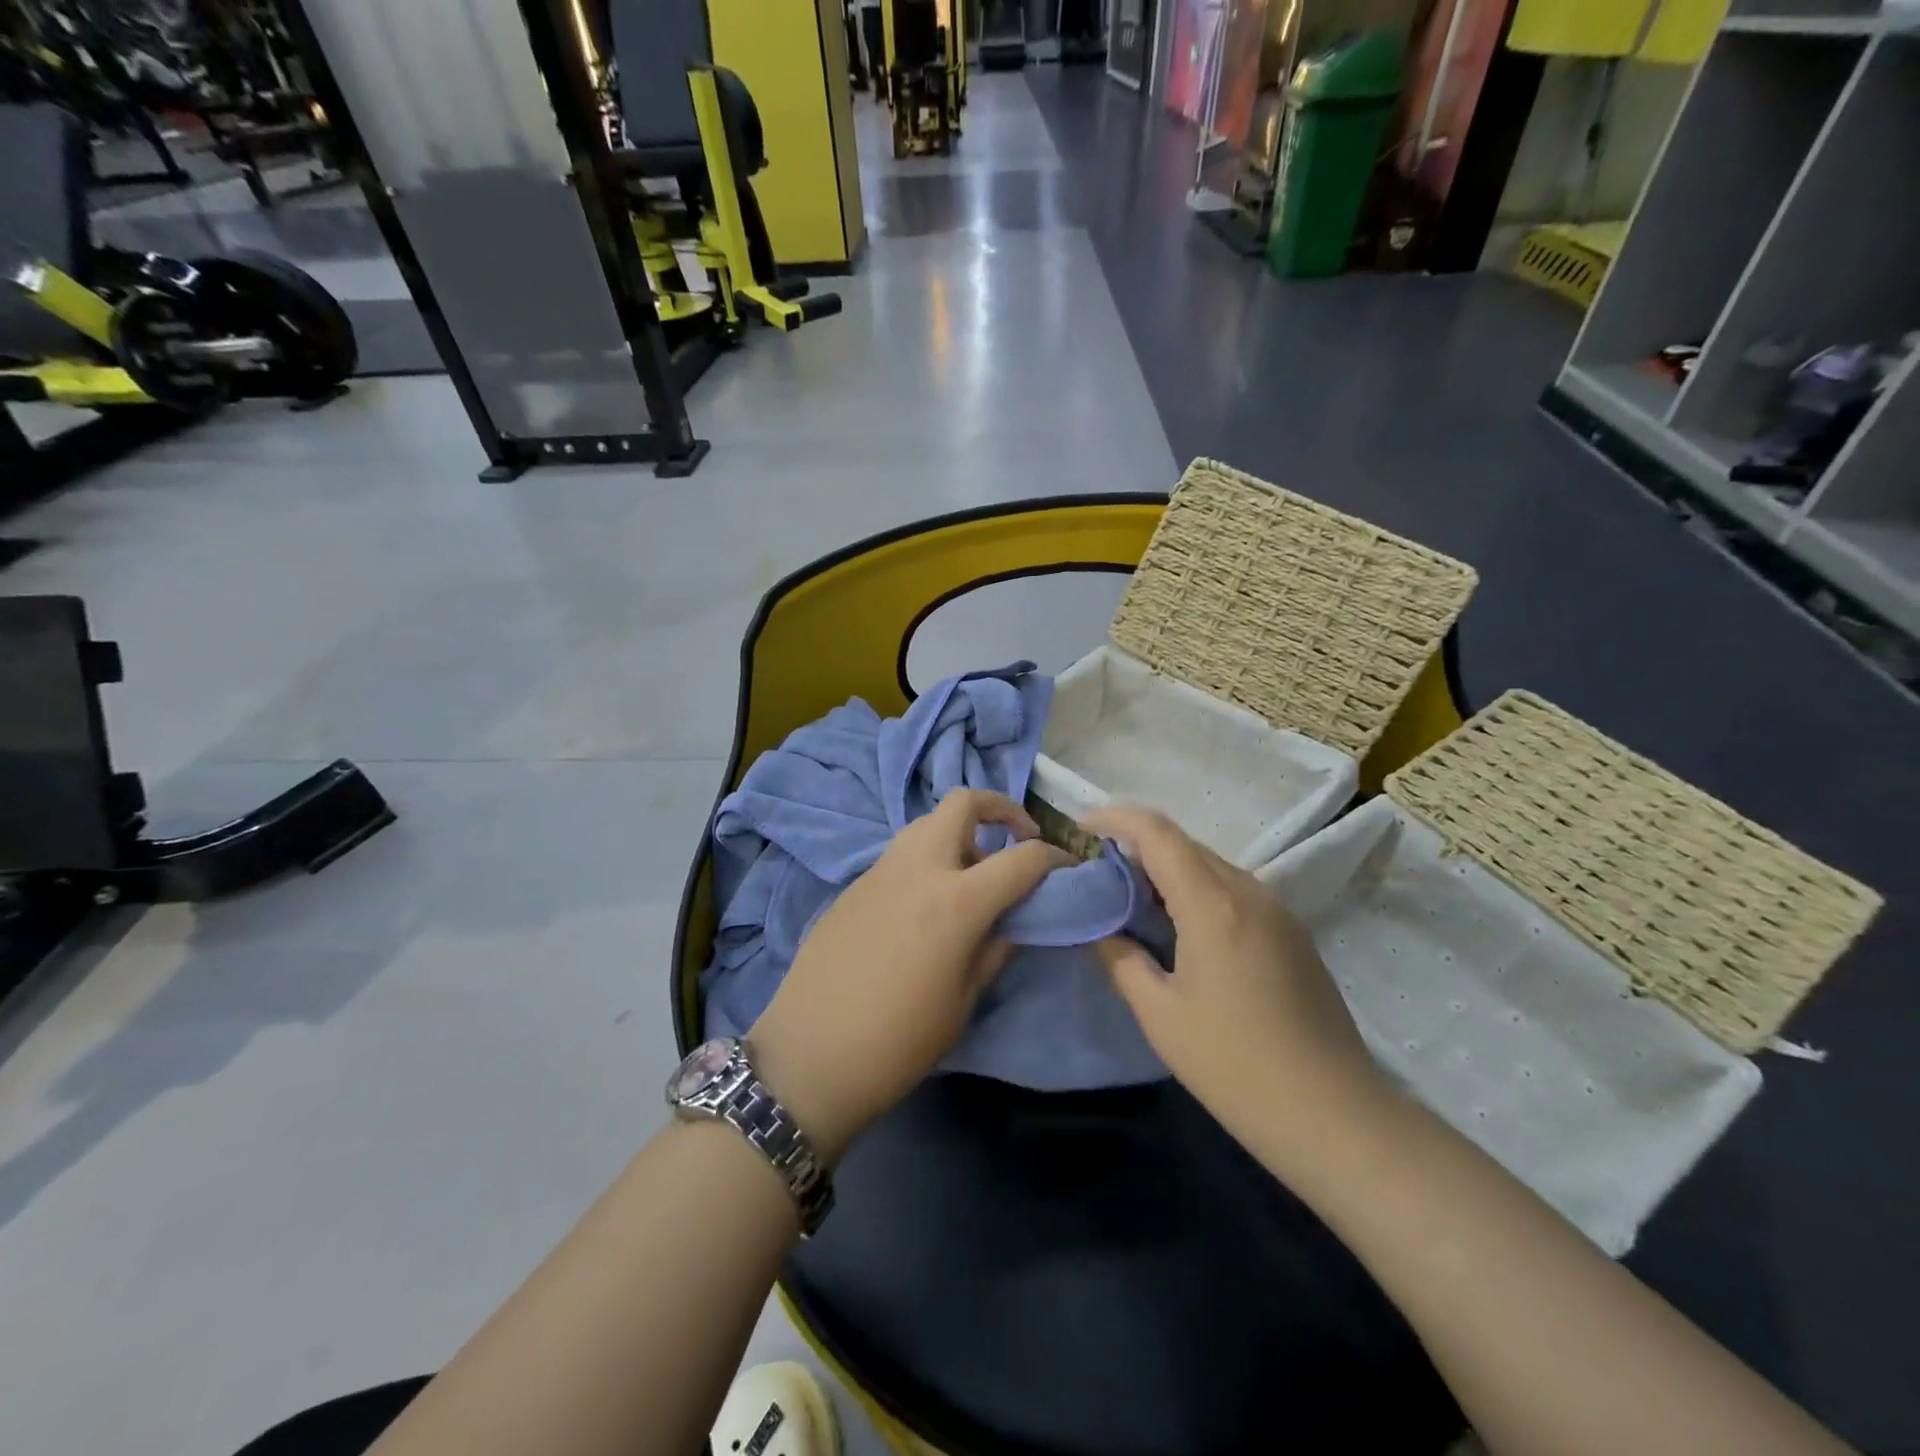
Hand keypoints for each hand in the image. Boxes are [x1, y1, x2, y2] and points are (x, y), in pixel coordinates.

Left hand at [749, 789, 1071, 1161]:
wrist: (810, 1056)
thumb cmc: (899, 1041)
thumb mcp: (964, 1000)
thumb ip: (996, 948)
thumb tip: (1015, 919)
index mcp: (956, 901)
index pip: (1022, 858)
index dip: (1054, 857)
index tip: (1068, 866)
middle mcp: (919, 868)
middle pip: (963, 802)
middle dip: (1000, 808)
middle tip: (1018, 838)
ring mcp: (880, 870)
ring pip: (927, 823)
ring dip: (960, 832)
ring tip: (973, 874)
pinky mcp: (854, 884)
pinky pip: (901, 853)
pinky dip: (928, 858)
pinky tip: (928, 902)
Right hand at [1086, 808, 1387, 1173]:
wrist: (1335, 1116)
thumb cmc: (1236, 1066)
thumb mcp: (1160, 1015)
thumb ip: (1120, 959)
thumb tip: (1099, 927)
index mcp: (1212, 904)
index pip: (1158, 833)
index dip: (1115, 819)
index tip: (1081, 828)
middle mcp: (1248, 891)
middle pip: (1184, 844)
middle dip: (1136, 846)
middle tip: (1097, 873)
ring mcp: (1277, 910)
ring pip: (1210, 866)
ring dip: (1167, 870)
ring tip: (1131, 900)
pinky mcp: (1292, 932)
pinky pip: (1233, 890)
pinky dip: (1196, 891)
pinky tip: (1179, 929)